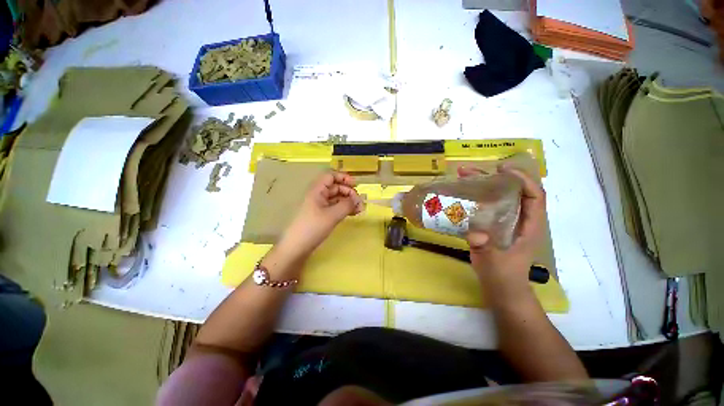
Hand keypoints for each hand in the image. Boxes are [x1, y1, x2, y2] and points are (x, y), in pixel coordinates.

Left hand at [280, 171, 363, 257]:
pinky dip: (344, 208)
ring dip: (348, 201)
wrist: (296, 247)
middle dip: (349, 192)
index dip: (343, 177)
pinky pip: (335, 207)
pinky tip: (352, 214)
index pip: (330, 176)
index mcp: (317, 190)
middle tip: (360, 203)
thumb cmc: (313, 227)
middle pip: (336, 187)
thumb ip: (347, 205)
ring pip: (336, 198)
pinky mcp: (321, 215)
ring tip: (359, 210)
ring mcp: (319, 205)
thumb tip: (358, 200)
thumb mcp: (332, 215)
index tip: (355, 185)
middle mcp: (318, 195)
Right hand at [458, 164, 545, 282]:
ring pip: (497, 196)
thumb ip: (486, 248)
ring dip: (481, 184)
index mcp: (529, 225)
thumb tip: (474, 233)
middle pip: (512, 191)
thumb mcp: (495, 263)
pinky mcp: (492, 225)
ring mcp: (505, 221)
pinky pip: (485, 205)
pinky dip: (474, 197)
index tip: (502, 169)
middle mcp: (519, 219)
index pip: (534, 195)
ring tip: (462, 177)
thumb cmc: (504, 276)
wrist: (501, 289)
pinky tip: (461, 194)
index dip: (523, 179)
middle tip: (471, 171)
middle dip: (493, 177)